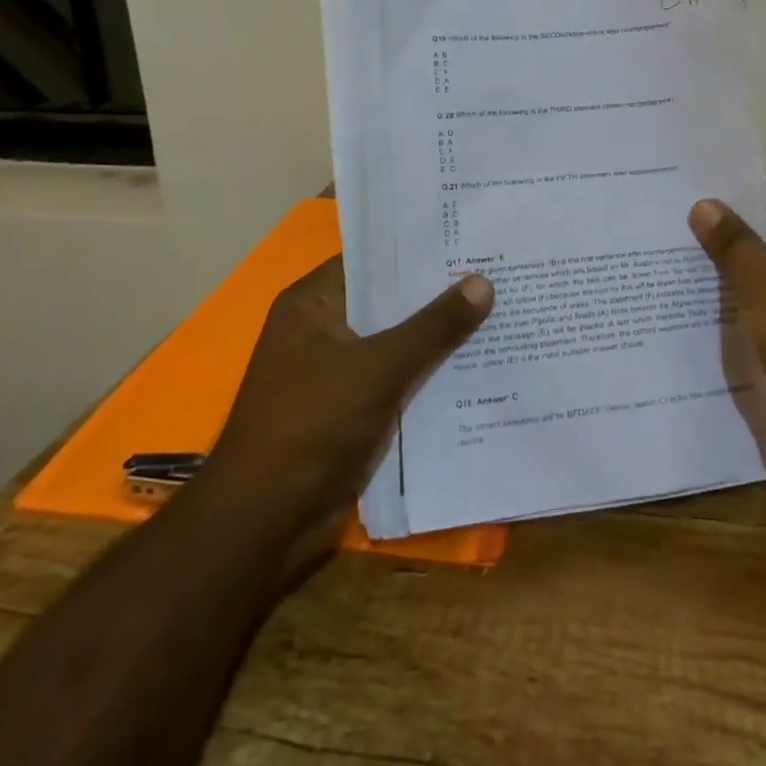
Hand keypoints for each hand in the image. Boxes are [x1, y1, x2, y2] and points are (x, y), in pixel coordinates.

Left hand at [200, 256, 492, 566]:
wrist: (263, 528)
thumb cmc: (311, 426)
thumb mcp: (379, 367)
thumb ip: (433, 326)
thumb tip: (483, 282)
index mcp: (313, 304)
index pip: (374, 260)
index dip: (420, 249)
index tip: (470, 237)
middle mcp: (323, 331)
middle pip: (390, 303)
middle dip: (439, 295)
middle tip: (498, 272)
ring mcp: (337, 374)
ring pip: (399, 344)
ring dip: (440, 338)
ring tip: (502, 311)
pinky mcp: (352, 413)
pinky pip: (399, 381)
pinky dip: (430, 376)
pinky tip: (480, 367)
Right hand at [689, 173, 765, 445]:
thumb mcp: (765, 282)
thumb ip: (732, 241)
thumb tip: (703, 206)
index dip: (755, 190)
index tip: (713, 196)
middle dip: (747, 228)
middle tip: (698, 226)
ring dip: (750, 262)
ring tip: (699, 256)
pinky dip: (760, 292)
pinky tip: (719, 293)